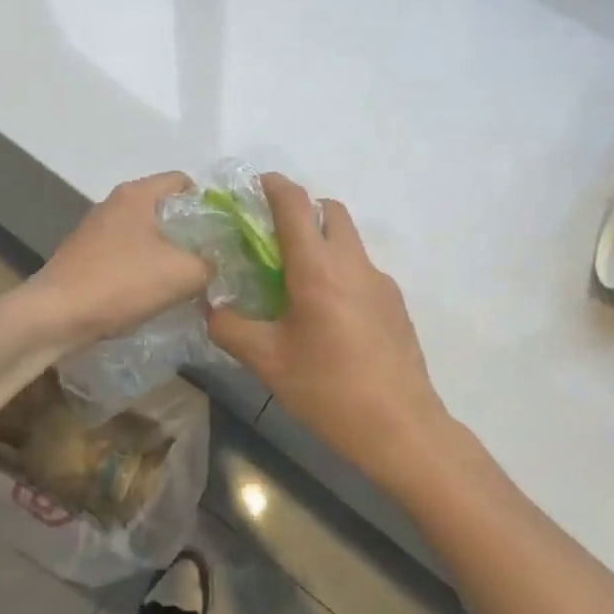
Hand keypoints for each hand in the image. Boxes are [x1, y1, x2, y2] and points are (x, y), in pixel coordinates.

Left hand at [28, 172, 211, 348]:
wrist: (55, 316)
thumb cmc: (121, 283)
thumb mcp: (183, 274)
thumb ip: (210, 263)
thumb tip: (216, 263)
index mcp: (137, 194)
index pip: (184, 181)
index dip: (209, 204)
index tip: (223, 233)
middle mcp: (115, 203)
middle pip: (165, 208)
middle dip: (189, 232)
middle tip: (210, 259)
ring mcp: (96, 229)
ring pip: (146, 233)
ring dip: (166, 253)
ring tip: (185, 280)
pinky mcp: (86, 255)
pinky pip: (126, 253)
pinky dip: (143, 268)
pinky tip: (152, 293)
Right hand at [209, 175, 450, 491]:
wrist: (402, 428)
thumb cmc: (328, 391)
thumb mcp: (267, 362)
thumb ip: (230, 327)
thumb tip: (211, 307)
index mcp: (317, 269)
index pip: (295, 205)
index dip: (275, 186)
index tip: (256, 185)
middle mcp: (353, 264)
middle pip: (330, 211)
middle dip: (302, 210)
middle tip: (274, 238)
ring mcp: (381, 282)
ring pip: (349, 241)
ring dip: (323, 243)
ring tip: (297, 283)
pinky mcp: (396, 304)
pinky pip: (362, 271)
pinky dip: (340, 272)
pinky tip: (329, 317)